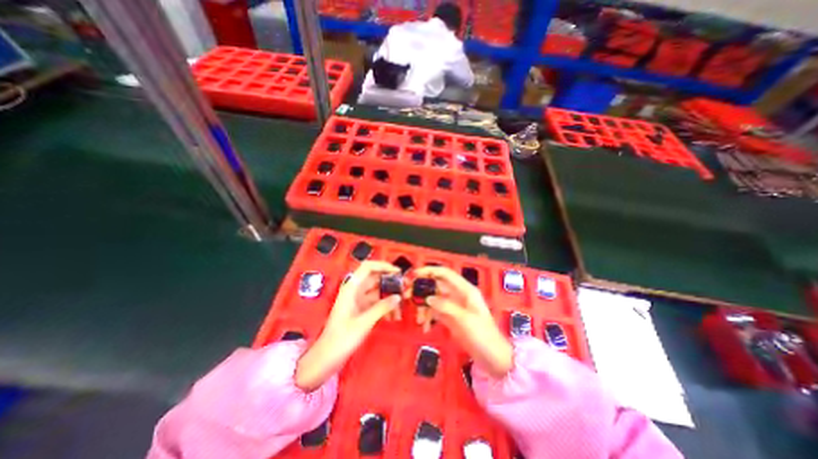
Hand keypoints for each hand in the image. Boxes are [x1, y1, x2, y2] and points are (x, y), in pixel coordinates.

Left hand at [295, 262, 400, 389]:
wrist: (327, 358)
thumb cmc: (342, 338)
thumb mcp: (364, 322)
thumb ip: (382, 307)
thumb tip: (398, 296)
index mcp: (351, 287)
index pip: (368, 267)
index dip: (383, 266)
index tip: (398, 272)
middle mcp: (355, 290)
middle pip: (375, 278)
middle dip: (390, 282)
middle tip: (405, 288)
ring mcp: (358, 300)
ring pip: (378, 291)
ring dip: (390, 296)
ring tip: (402, 304)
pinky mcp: (361, 310)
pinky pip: (377, 302)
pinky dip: (385, 306)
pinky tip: (394, 316)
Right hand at [416, 265, 509, 379]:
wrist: (493, 358)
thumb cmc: (483, 335)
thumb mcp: (465, 319)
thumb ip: (446, 306)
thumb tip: (427, 298)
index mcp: (465, 290)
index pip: (445, 273)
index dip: (430, 271)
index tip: (414, 275)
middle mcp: (458, 295)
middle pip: (437, 285)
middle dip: (422, 289)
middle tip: (408, 295)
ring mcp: (453, 306)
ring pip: (434, 299)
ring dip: (424, 306)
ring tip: (419, 319)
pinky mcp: (450, 318)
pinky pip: (435, 312)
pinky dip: (428, 316)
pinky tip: (424, 326)